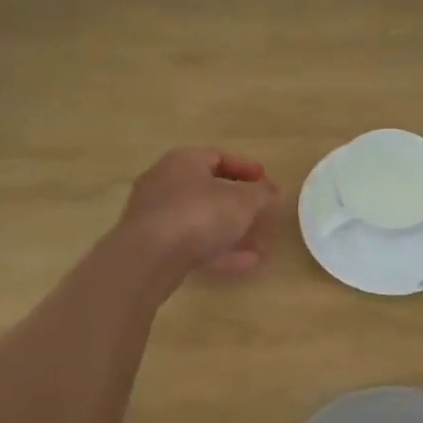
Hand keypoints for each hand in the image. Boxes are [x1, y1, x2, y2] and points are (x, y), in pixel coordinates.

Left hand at [119, 147, 279, 272]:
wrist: (148, 258)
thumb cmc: (198, 215)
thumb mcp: (243, 201)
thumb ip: (263, 194)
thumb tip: (274, 192)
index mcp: (184, 161)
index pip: (219, 157)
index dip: (246, 169)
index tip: (267, 182)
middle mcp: (165, 182)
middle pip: (210, 191)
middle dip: (241, 207)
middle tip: (264, 217)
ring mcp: (156, 216)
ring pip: (202, 221)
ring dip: (233, 233)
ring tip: (262, 248)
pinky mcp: (153, 247)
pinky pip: (192, 244)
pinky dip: (218, 251)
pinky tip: (246, 264)